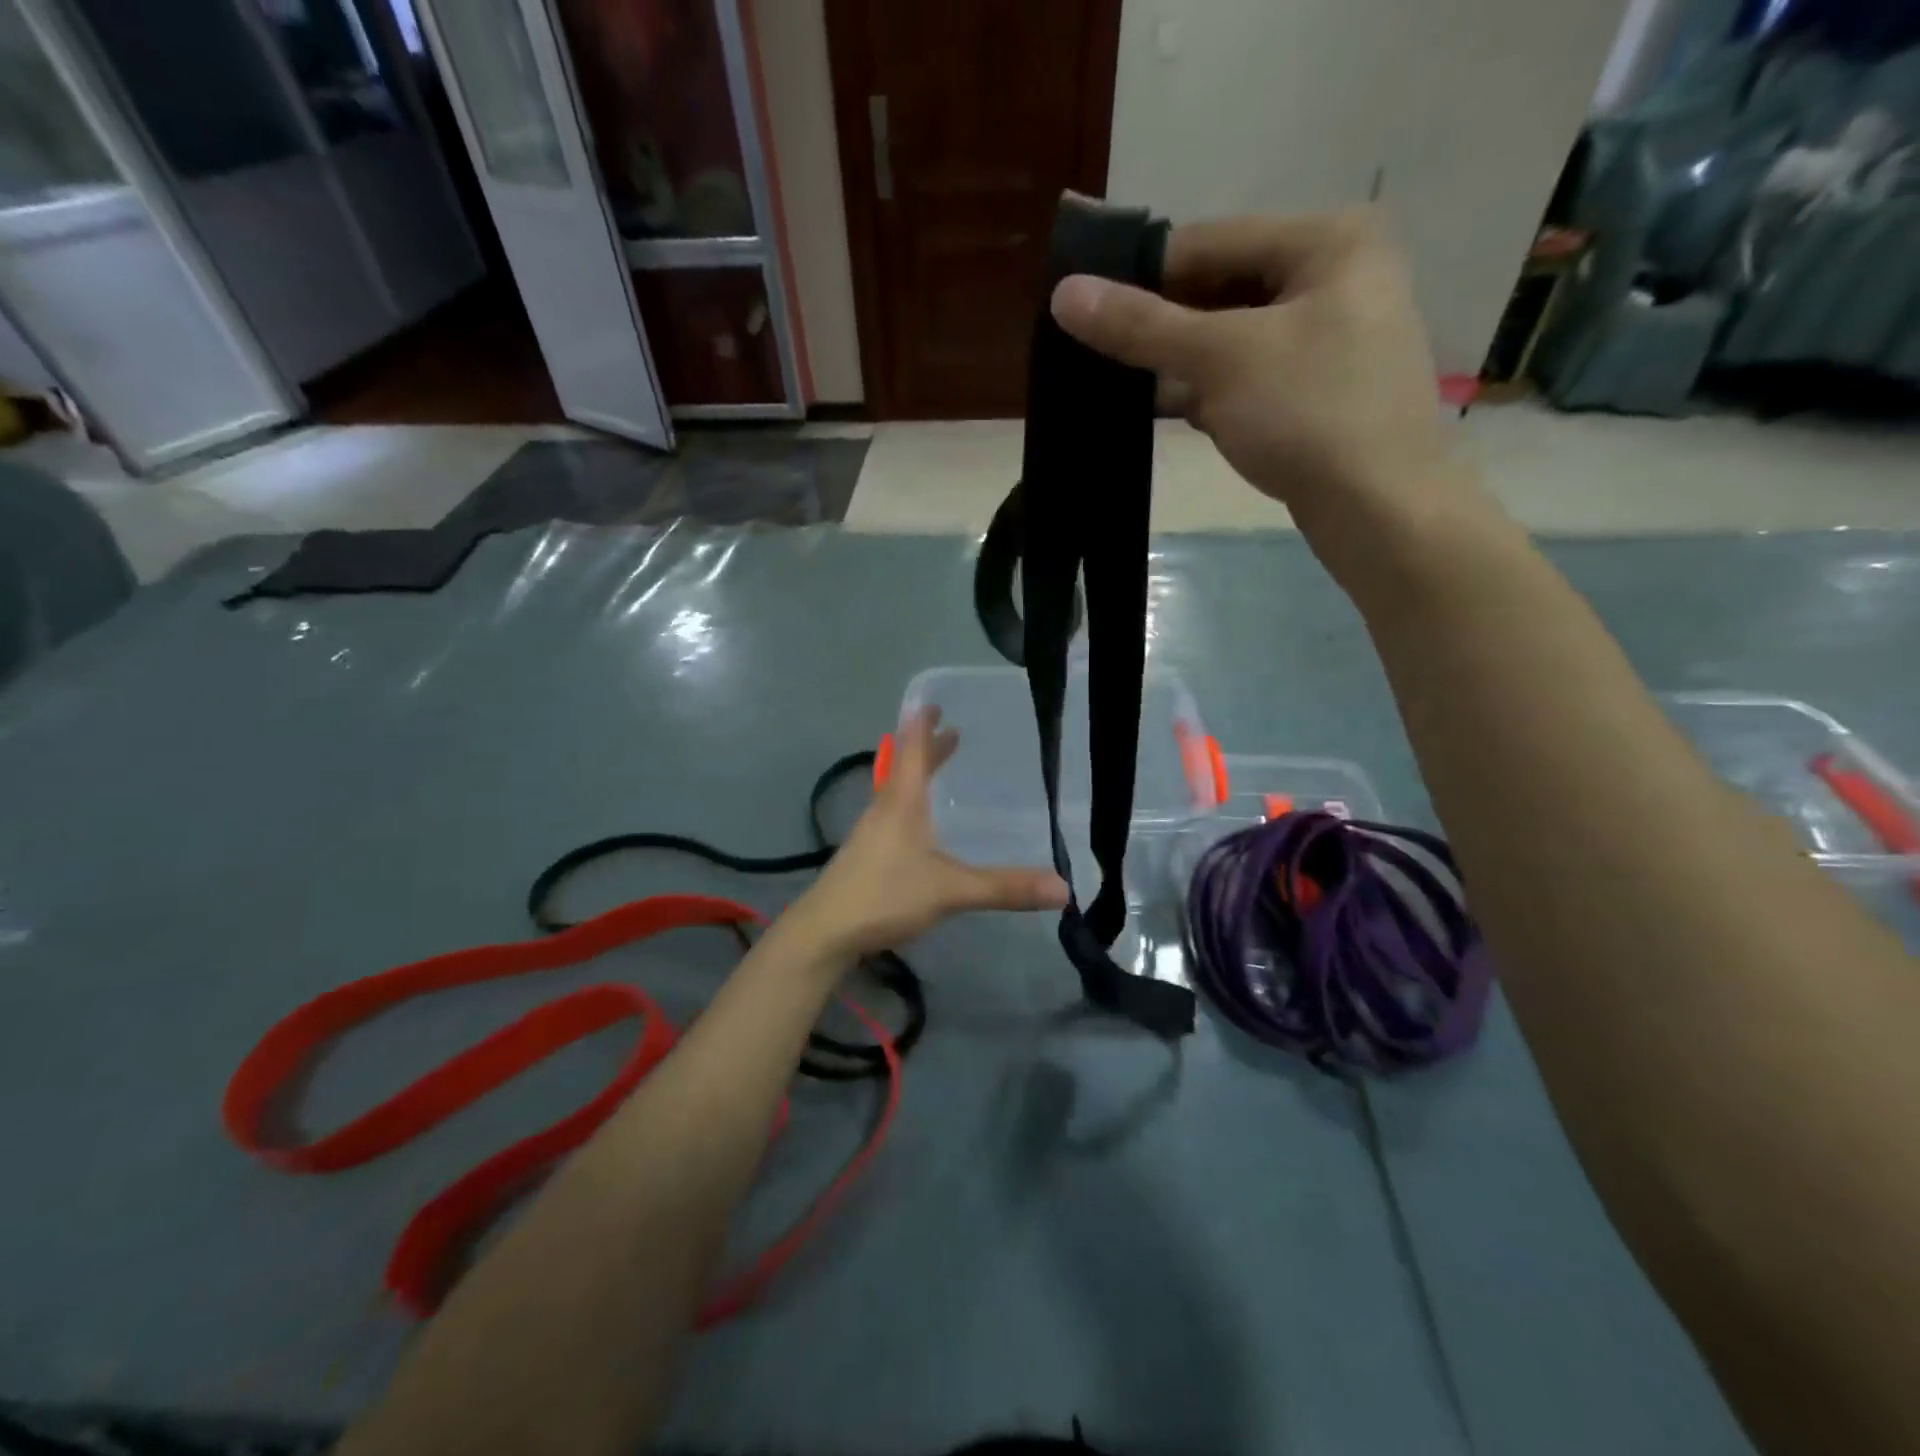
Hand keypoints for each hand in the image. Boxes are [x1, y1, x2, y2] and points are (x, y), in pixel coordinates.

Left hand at [793, 709, 1068, 958]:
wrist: (825, 932)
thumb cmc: (885, 895)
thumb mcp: (951, 891)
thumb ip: (1004, 888)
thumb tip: (1063, 889)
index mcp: (902, 803)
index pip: (912, 751)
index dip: (923, 726)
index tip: (932, 702)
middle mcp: (884, 810)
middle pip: (904, 767)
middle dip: (926, 747)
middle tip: (948, 730)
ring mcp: (870, 834)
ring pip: (896, 792)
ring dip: (916, 774)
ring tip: (936, 769)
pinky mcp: (865, 857)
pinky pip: (892, 816)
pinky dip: (909, 803)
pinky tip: (918, 826)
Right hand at [1049, 209, 1489, 574]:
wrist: (1382, 510)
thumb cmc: (1309, 415)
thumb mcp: (1220, 360)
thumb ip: (1142, 326)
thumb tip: (1065, 294)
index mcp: (1327, 241)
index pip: (1208, 242)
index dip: (1140, 275)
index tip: (1083, 309)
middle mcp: (1337, 276)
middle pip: (1222, 290)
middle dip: (1163, 327)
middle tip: (1099, 355)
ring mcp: (1333, 338)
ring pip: (1234, 338)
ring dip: (1182, 364)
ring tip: (1122, 386)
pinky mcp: (1322, 391)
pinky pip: (1250, 376)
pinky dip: (1211, 392)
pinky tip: (1173, 413)